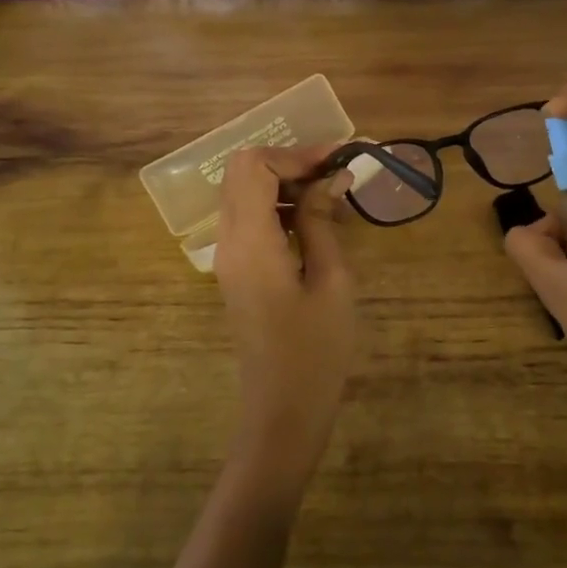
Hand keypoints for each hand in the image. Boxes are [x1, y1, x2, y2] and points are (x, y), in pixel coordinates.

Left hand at [213, 147, 358, 498]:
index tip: (337, 162)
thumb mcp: (331, 281)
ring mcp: (229, 257)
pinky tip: (317, 224)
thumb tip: (331, 176)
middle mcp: (228, 241)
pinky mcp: (237, 271)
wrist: (282, 412)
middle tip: (336, 175)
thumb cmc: (316, 351)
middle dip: (290, 164)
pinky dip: (280, 208)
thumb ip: (323, 221)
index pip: (254, 166)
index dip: (295, 155)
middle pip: (242, 173)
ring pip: (245, 194)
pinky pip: (250, 220)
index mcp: (249, 241)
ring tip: (334, 199)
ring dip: (285, 185)